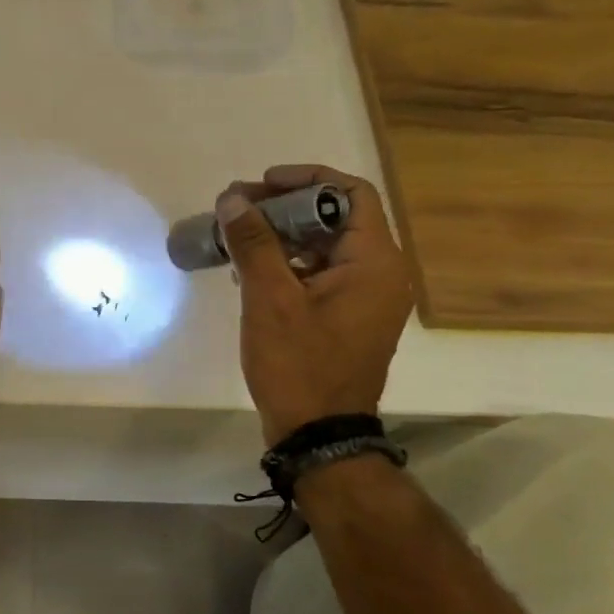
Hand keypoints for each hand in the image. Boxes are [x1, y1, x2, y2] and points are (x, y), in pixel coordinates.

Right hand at [215, 164, 413, 444]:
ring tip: (237, 237)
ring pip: (324, 246)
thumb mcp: (270, 299)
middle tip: (238, 208)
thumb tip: (233, 199)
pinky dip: (289, 263)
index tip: (263, 183)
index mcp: (374, 262)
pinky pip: (321, 273)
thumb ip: (253, 243)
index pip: (351, 194)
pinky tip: (249, 271)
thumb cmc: (299, 364)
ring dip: (282, 235)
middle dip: (284, 207)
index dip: (307, 179)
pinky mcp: (348, 316)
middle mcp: (380, 274)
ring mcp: (366, 298)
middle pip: (335, 218)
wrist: (318, 434)